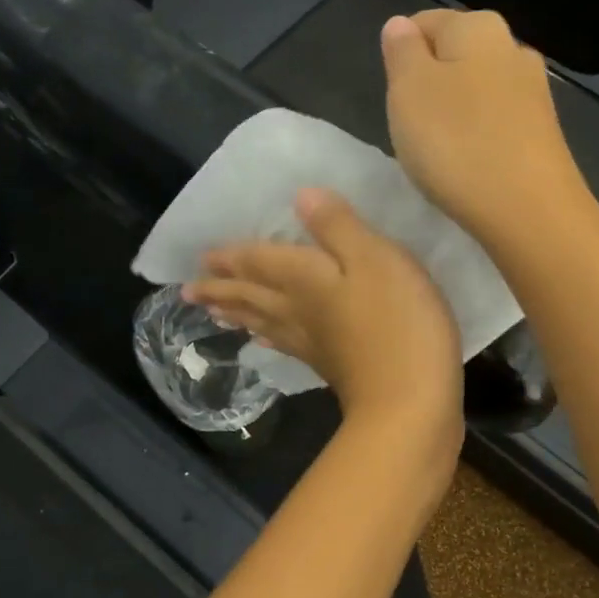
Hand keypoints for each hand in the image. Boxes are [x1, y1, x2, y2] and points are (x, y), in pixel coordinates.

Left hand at [184, 188, 463, 440]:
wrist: (409, 402)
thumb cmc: (397, 322)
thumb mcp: (375, 258)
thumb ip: (338, 226)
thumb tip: (300, 195)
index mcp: (303, 279)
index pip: (257, 263)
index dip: (231, 257)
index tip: (201, 259)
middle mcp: (297, 310)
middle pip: (251, 296)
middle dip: (220, 289)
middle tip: (189, 290)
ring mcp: (311, 342)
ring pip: (262, 321)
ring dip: (236, 313)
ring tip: (213, 311)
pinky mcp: (328, 366)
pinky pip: (285, 345)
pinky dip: (269, 338)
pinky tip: (263, 342)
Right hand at [380, 10, 586, 245]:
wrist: (528, 210)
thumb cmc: (456, 143)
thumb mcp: (408, 91)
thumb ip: (401, 52)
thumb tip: (401, 25)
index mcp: (478, 26)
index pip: (424, 23)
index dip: (400, 58)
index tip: (394, 98)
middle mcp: (513, 48)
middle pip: (453, 57)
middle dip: (428, 86)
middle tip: (411, 127)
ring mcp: (534, 91)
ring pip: (475, 91)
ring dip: (452, 114)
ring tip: (439, 151)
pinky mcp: (543, 132)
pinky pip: (495, 123)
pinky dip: (476, 138)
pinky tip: (468, 166)